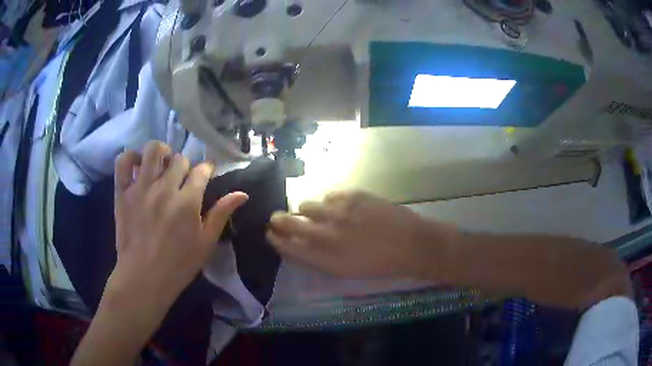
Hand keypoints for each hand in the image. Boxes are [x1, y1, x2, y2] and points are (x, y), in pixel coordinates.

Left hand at [106, 141, 247, 316]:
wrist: (144, 278)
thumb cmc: (178, 264)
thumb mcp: (206, 243)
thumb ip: (221, 214)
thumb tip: (242, 194)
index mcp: (187, 202)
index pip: (201, 170)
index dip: (206, 170)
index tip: (206, 175)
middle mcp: (164, 188)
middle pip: (179, 159)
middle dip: (186, 166)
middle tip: (183, 180)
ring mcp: (141, 188)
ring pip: (153, 150)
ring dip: (162, 152)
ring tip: (162, 164)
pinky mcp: (122, 192)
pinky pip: (123, 161)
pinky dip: (131, 157)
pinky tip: (139, 166)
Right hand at [266, 191, 455, 278]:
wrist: (411, 244)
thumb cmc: (379, 264)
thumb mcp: (345, 271)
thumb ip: (318, 259)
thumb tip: (299, 244)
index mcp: (324, 259)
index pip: (287, 247)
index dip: (275, 239)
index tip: (270, 233)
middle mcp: (326, 235)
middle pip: (288, 222)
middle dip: (278, 220)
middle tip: (277, 218)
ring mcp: (338, 213)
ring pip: (306, 204)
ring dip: (306, 210)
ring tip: (316, 213)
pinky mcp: (352, 196)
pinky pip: (329, 195)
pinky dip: (330, 201)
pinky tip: (340, 207)